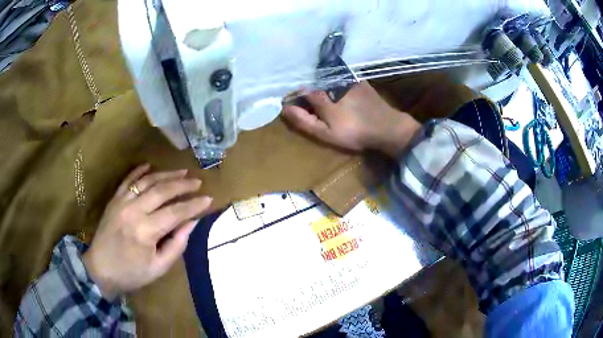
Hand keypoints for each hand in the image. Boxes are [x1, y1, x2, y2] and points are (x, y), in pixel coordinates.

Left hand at [83, 164, 211, 299]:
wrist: (101, 269)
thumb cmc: (132, 273)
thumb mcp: (158, 268)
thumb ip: (176, 244)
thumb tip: (191, 223)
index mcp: (146, 231)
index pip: (175, 212)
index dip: (193, 206)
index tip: (208, 199)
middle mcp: (134, 211)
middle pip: (162, 191)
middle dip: (182, 185)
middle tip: (197, 182)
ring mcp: (122, 202)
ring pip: (147, 181)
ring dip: (165, 174)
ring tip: (181, 172)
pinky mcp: (114, 200)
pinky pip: (128, 180)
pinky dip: (139, 171)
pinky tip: (150, 166)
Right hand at [283, 81, 420, 156]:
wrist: (387, 127)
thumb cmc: (354, 132)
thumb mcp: (326, 132)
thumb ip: (304, 120)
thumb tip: (285, 108)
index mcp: (321, 94)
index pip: (300, 93)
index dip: (296, 101)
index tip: (295, 110)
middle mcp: (332, 82)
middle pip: (313, 87)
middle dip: (310, 96)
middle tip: (315, 111)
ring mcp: (347, 79)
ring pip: (327, 83)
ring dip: (323, 90)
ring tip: (330, 106)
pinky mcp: (359, 81)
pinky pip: (342, 80)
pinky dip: (338, 85)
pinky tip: (343, 97)